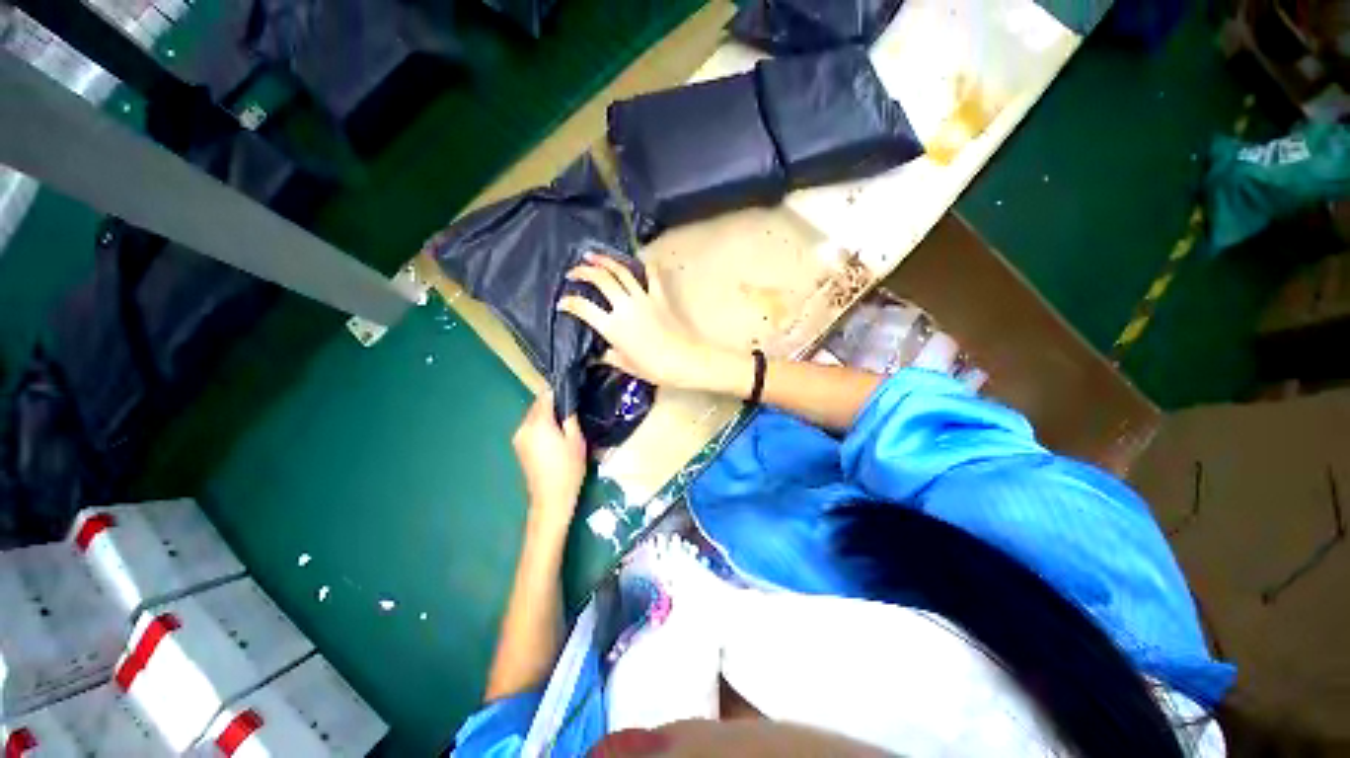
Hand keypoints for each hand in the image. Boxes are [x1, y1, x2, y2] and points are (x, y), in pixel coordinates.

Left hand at [512, 392, 586, 527]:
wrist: (551, 498)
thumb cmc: (568, 468)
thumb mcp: (576, 440)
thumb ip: (569, 418)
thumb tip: (566, 404)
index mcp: (538, 424)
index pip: (545, 397)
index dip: (557, 392)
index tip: (569, 392)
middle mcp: (523, 427)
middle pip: (536, 406)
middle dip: (551, 404)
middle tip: (569, 409)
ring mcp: (518, 438)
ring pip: (532, 417)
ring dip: (545, 415)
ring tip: (563, 422)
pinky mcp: (519, 448)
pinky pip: (530, 429)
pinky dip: (540, 426)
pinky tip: (553, 435)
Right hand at [558, 253, 729, 390]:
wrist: (684, 360)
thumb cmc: (654, 367)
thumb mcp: (626, 365)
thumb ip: (610, 356)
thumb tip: (600, 355)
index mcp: (612, 327)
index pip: (583, 308)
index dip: (569, 302)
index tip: (562, 302)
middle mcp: (624, 307)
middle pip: (601, 280)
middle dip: (583, 271)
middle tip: (574, 270)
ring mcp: (643, 298)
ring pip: (621, 272)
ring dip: (606, 261)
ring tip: (594, 256)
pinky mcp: (660, 296)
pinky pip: (652, 276)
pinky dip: (646, 266)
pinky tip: (640, 261)